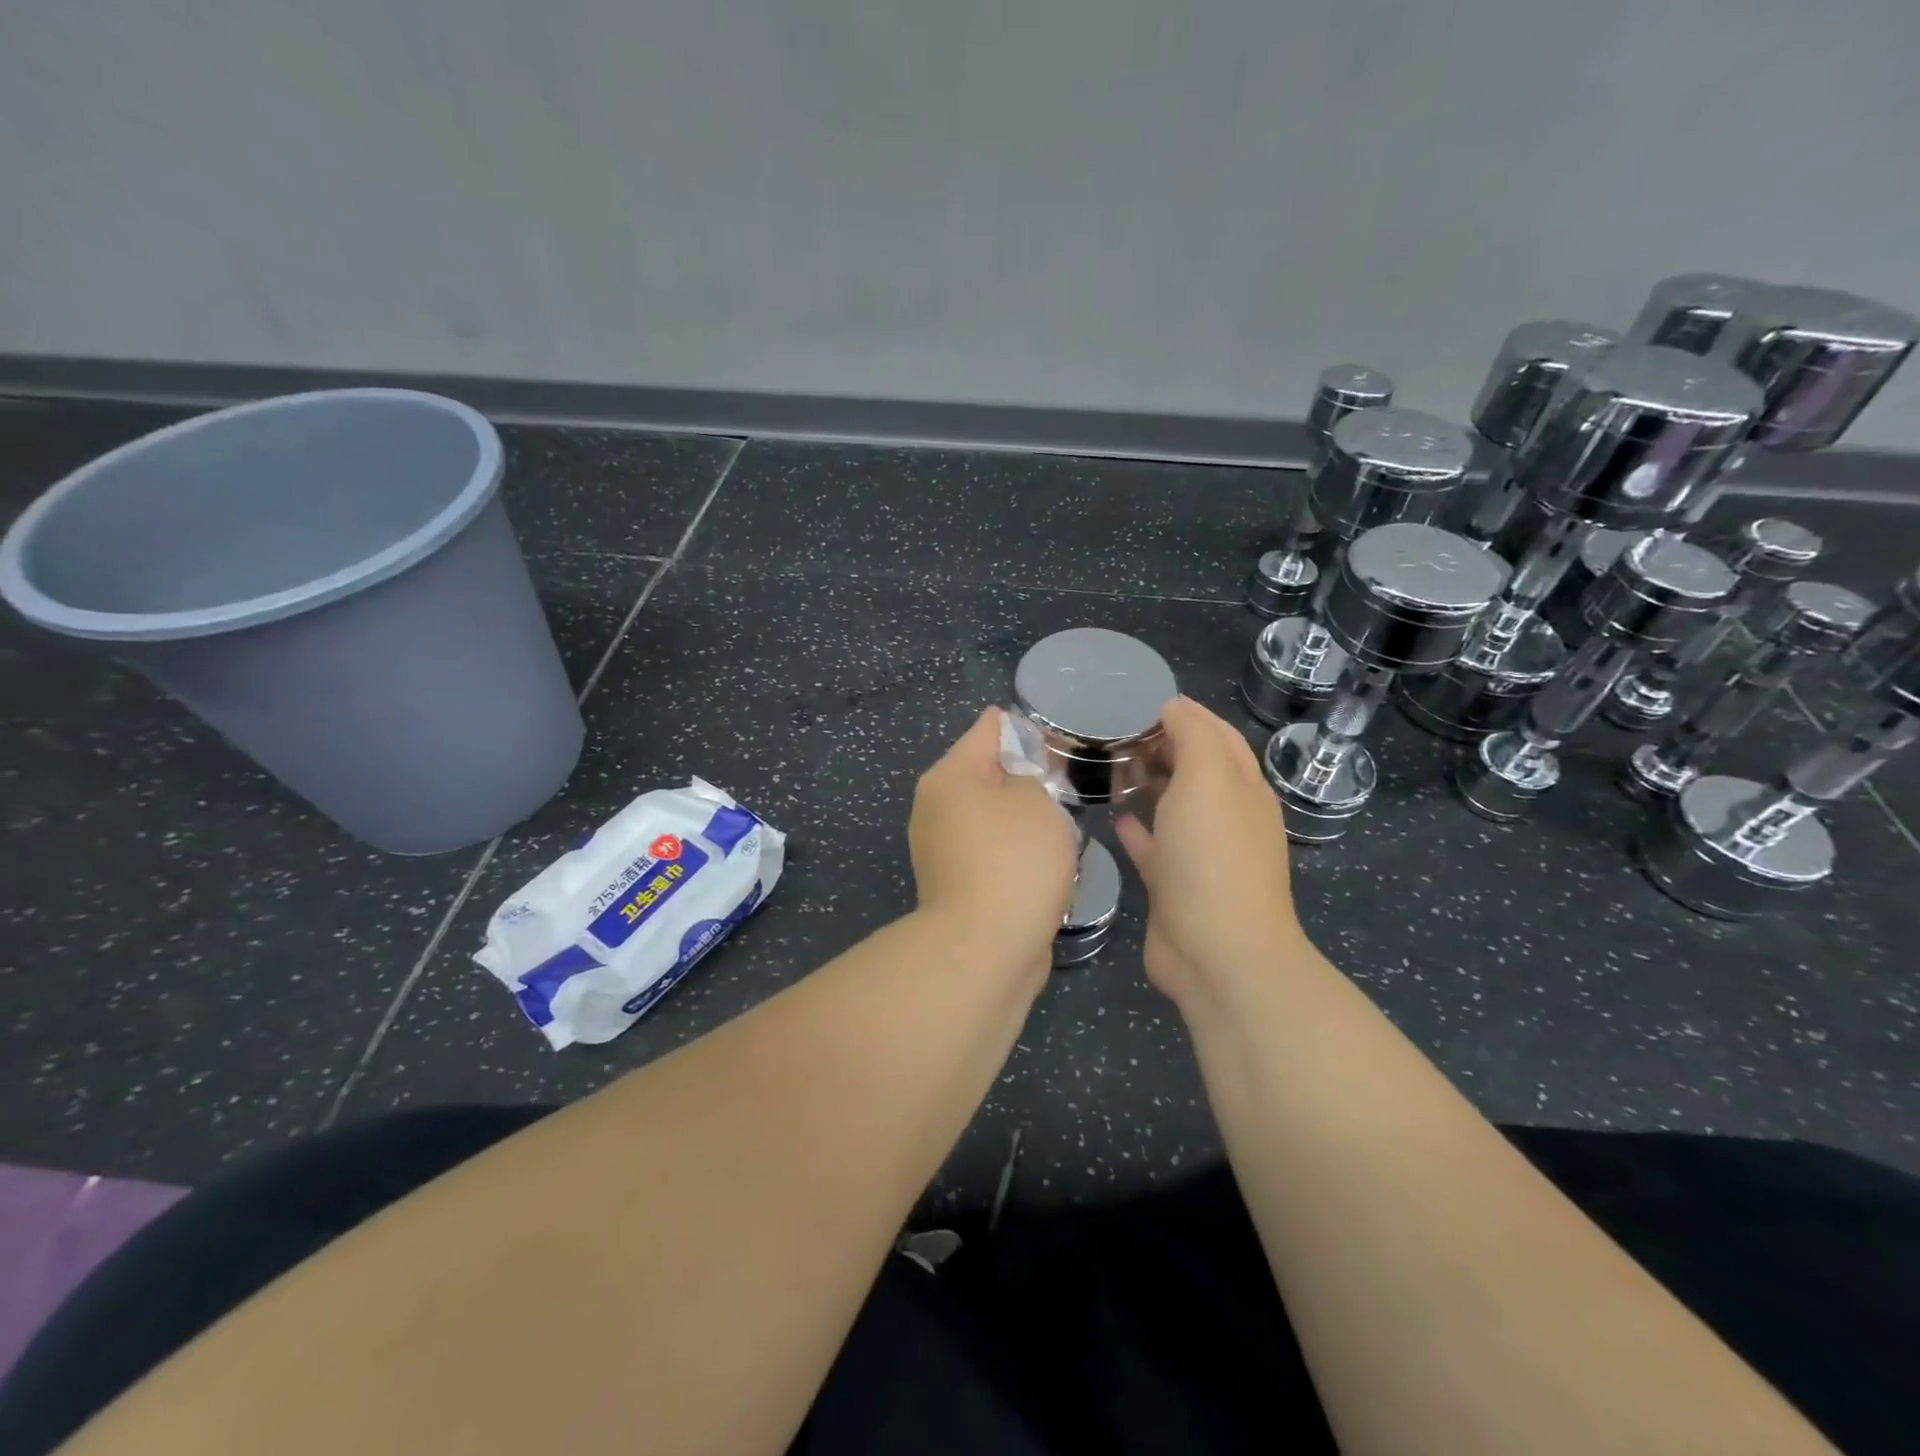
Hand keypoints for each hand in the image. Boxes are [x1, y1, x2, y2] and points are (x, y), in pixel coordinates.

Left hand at [909, 707, 1079, 973]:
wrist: (985, 949)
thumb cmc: (1014, 861)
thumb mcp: (1036, 801)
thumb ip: (1030, 773)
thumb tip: (1015, 773)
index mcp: (950, 775)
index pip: (989, 728)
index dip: (1026, 728)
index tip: (1059, 744)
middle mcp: (936, 805)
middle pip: (987, 773)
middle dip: (1026, 778)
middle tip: (1065, 790)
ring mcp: (940, 846)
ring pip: (991, 815)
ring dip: (1023, 820)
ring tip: (1060, 831)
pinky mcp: (953, 881)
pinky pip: (990, 851)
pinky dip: (1014, 853)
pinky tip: (1042, 866)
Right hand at [1115, 697, 1306, 1012]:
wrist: (1216, 950)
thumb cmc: (1212, 854)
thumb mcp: (1208, 778)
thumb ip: (1194, 735)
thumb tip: (1175, 707)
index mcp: (1243, 788)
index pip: (1220, 737)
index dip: (1190, 715)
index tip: (1146, 703)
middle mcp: (1228, 818)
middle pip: (1197, 771)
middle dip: (1166, 747)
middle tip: (1119, 733)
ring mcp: (1202, 855)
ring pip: (1175, 808)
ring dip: (1151, 785)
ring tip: (1113, 767)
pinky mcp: (1175, 886)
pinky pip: (1154, 848)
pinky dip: (1138, 829)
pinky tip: (1114, 817)